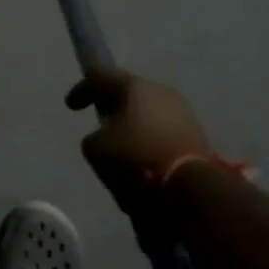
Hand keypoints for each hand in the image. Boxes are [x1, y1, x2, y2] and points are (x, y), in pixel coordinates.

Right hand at [68, 66, 211, 215]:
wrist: (190, 192)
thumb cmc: (136, 162)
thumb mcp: (97, 150)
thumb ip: (94, 138)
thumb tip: (106, 138)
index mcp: (134, 87)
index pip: (100, 76)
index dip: (82, 89)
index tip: (71, 106)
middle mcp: (160, 91)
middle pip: (129, 93)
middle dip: (113, 107)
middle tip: (100, 124)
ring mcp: (183, 112)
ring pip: (149, 113)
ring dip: (134, 126)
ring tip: (122, 149)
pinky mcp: (197, 136)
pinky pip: (164, 132)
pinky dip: (150, 141)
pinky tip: (143, 162)